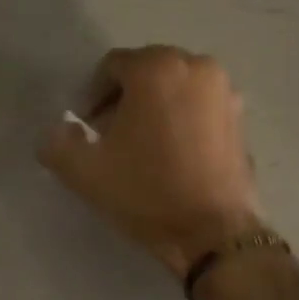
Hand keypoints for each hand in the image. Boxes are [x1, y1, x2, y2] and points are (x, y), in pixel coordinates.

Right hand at [39, 46, 262, 276]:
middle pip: (146, 73)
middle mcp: (196, 66)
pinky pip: (199, 108)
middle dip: (124, 100)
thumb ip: (57, 143)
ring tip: (142, 149)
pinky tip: (172, 156)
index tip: (86, 130)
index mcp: (157, 68)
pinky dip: (182, 121)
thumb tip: (58, 131)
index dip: (92, 97)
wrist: (212, 232)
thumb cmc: (147, 193)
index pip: (112, 67)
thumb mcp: (85, 172)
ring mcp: (225, 92)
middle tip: (110, 139)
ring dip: (154, 109)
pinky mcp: (240, 119)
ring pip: (175, 90)